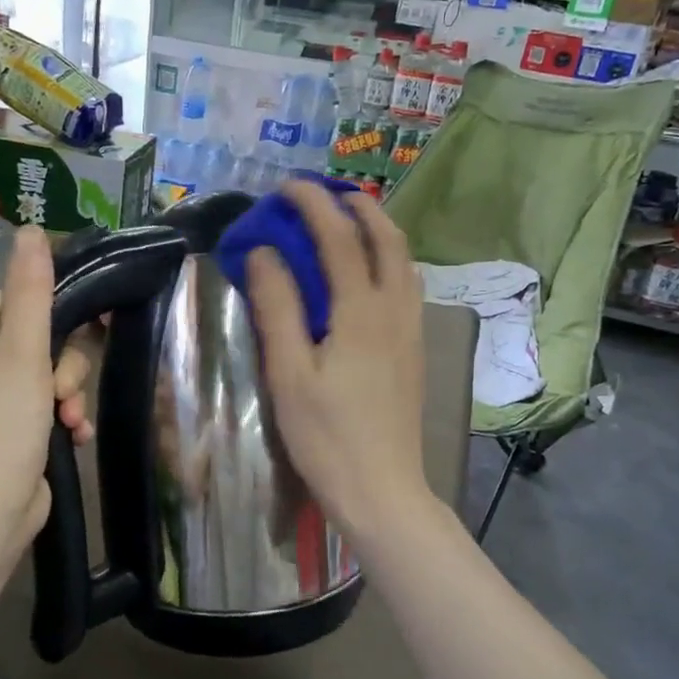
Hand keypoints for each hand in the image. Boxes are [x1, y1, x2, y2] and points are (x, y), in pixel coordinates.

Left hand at [0, 227, 95, 555]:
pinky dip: (63, 420)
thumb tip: (32, 229)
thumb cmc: (3, 420)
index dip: (52, 307)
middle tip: (62, 388)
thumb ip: (32, 290)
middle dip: (64, 365)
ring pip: (48, 377)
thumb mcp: (24, 348)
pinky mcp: (10, 434)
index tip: (86, 320)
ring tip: (70, 420)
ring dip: (69, 395)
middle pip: (38, 340)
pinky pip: (46, 409)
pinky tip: (76, 435)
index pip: (14, 299)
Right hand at [244, 182, 427, 535]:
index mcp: (361, 312)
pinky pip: (408, 285)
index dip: (312, 204)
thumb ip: (277, 308)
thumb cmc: (326, 437)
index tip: (286, 188)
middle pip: (387, 238)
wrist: (382, 490)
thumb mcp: (289, 374)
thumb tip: (263, 252)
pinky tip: (369, 275)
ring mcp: (412, 330)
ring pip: (405, 260)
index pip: (338, 237)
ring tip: (348, 223)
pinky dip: (389, 260)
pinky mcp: (415, 350)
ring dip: (378, 229)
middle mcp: (395, 310)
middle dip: (358, 205)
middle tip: (325, 195)